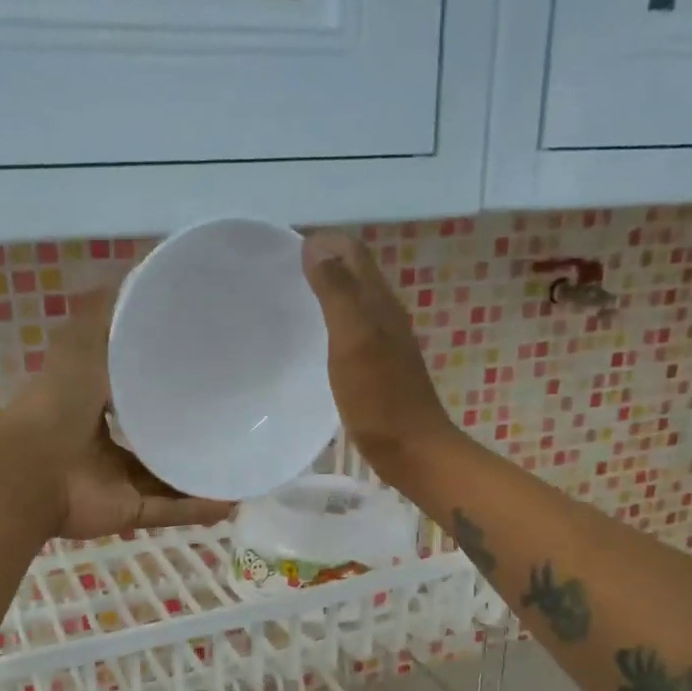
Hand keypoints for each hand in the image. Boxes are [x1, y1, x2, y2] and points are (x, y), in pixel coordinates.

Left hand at [4, 287, 233, 540]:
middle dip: (190, 430)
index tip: (208, 365)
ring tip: (243, 461)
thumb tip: (141, 271)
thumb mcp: (83, 343)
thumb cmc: (57, 403)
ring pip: (167, 476)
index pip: (137, 389)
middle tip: (237, 417)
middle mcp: (106, 441)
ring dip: (201, 474)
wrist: (30, 472)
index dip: (167, 379)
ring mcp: (116, 480)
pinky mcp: (127, 511)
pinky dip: (198, 509)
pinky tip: (233, 501)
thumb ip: (107, 313)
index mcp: (94, 402)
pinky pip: (169, 510)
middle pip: (155, 436)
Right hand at [301, 232, 456, 480]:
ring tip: (289, 300)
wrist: (412, 449)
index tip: (282, 248)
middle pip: (354, 272)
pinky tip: (312, 341)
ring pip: (354, 300)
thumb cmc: (379, 398)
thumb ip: (336, 292)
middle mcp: (385, 314)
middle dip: (322, 261)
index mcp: (379, 301)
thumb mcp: (353, 340)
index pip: (352, 251)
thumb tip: (316, 246)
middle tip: (279, 271)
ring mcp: (384, 341)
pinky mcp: (378, 367)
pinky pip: (352, 329)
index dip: (322, 241)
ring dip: (326, 291)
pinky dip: (331, 321)